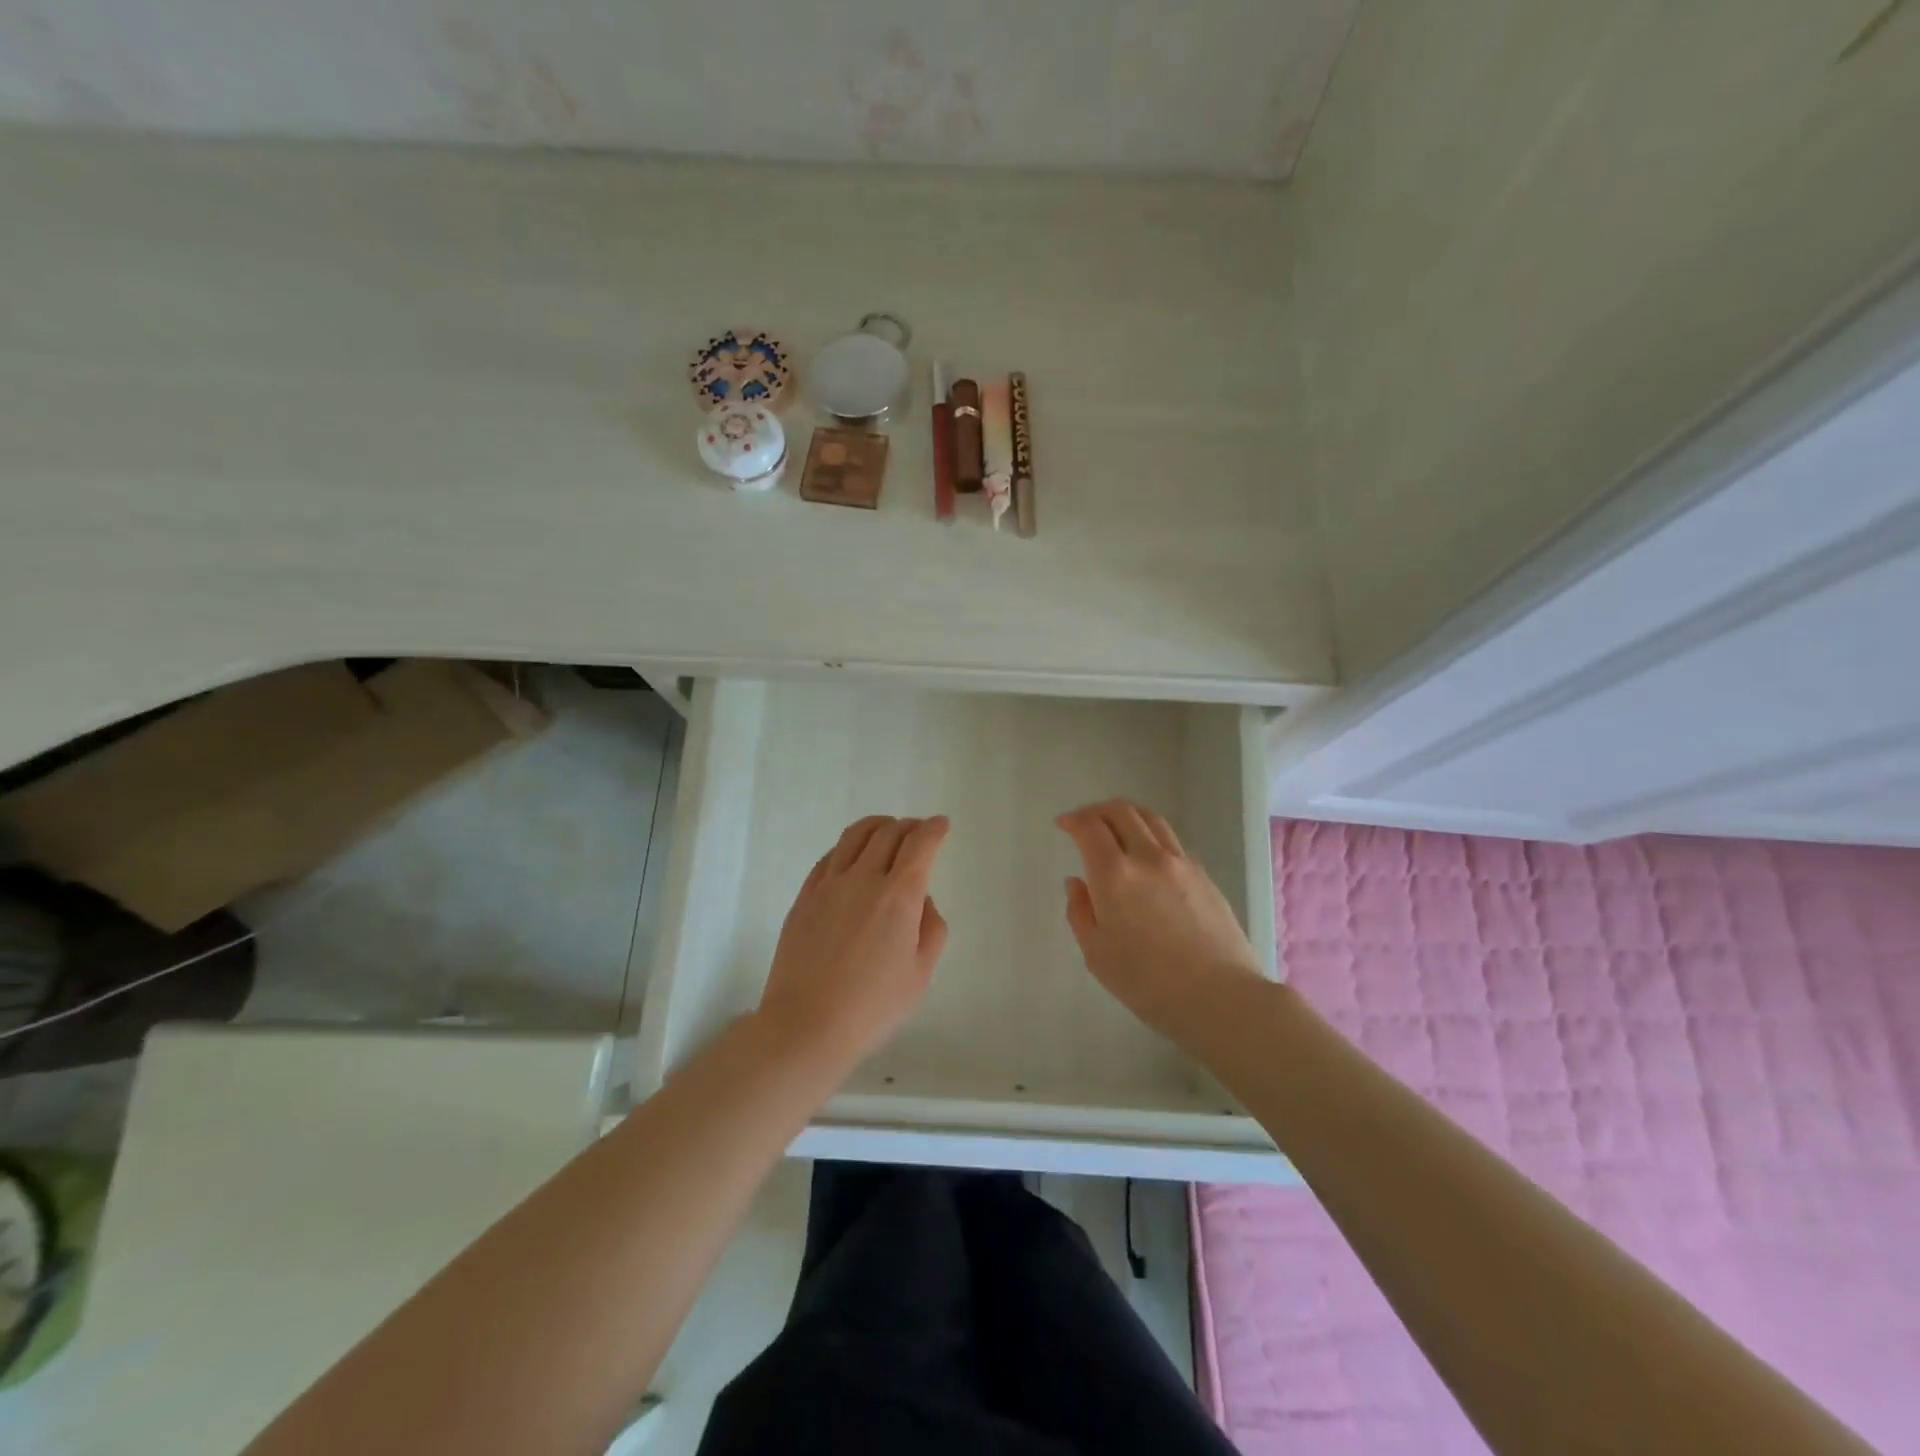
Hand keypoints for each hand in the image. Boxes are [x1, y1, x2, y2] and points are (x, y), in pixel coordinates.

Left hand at [756, 815, 950, 1072]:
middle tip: (919, 830)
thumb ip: (931, 929)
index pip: (919, 846)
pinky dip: (848, 846)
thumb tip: (923, 901)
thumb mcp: (920, 974)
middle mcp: (863, 879)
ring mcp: (829, 885)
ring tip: (887, 828)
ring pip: (854, 836)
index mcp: (898, 896)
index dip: (933, 830)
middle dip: (909, 826)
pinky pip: (829, 856)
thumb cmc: (873, 1007)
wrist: (806, 1025)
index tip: (942, 825)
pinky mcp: (805, 897)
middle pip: (888, 833)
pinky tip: (852, 855)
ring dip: (877, 825)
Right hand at [1057, 799, 1268, 1046]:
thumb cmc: (1148, 983)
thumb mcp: (1097, 955)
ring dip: (1127, 815)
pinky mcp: (1204, 875)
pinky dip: (1151, 836)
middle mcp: (1147, 857)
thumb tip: (1078, 883)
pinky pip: (1171, 841)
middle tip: (1084, 822)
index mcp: (1114, 875)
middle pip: (1121, 811)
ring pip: (1151, 818)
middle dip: (1097, 810)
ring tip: (1116, 827)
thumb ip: (1080, 912)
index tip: (1063, 825)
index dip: (1073, 820)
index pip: (1089, 827)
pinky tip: (1148, 857)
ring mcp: (1181, 862)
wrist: (1221, 997)